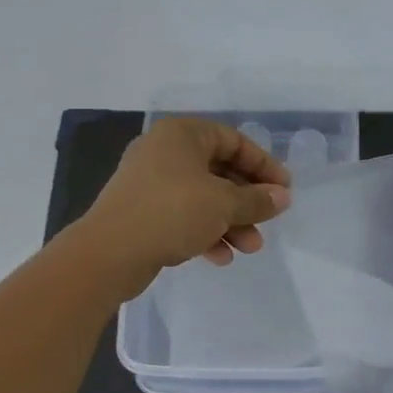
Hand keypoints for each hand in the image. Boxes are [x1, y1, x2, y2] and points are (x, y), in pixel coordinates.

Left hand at [80, 117, 291, 295]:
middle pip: (219, 171)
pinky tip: (220, 257)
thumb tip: (283, 197)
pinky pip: (182, 216)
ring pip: (202, 197)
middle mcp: (164, 152)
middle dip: (247, 201)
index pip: (234, 141)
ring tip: (249, 248)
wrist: (108, 252)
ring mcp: (150, 182)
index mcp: (182, 135)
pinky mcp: (142, 212)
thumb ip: (257, 199)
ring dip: (230, 222)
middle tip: (268, 222)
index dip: (263, 165)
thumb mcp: (223, 204)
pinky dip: (204, 232)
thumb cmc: (172, 212)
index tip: (284, 190)